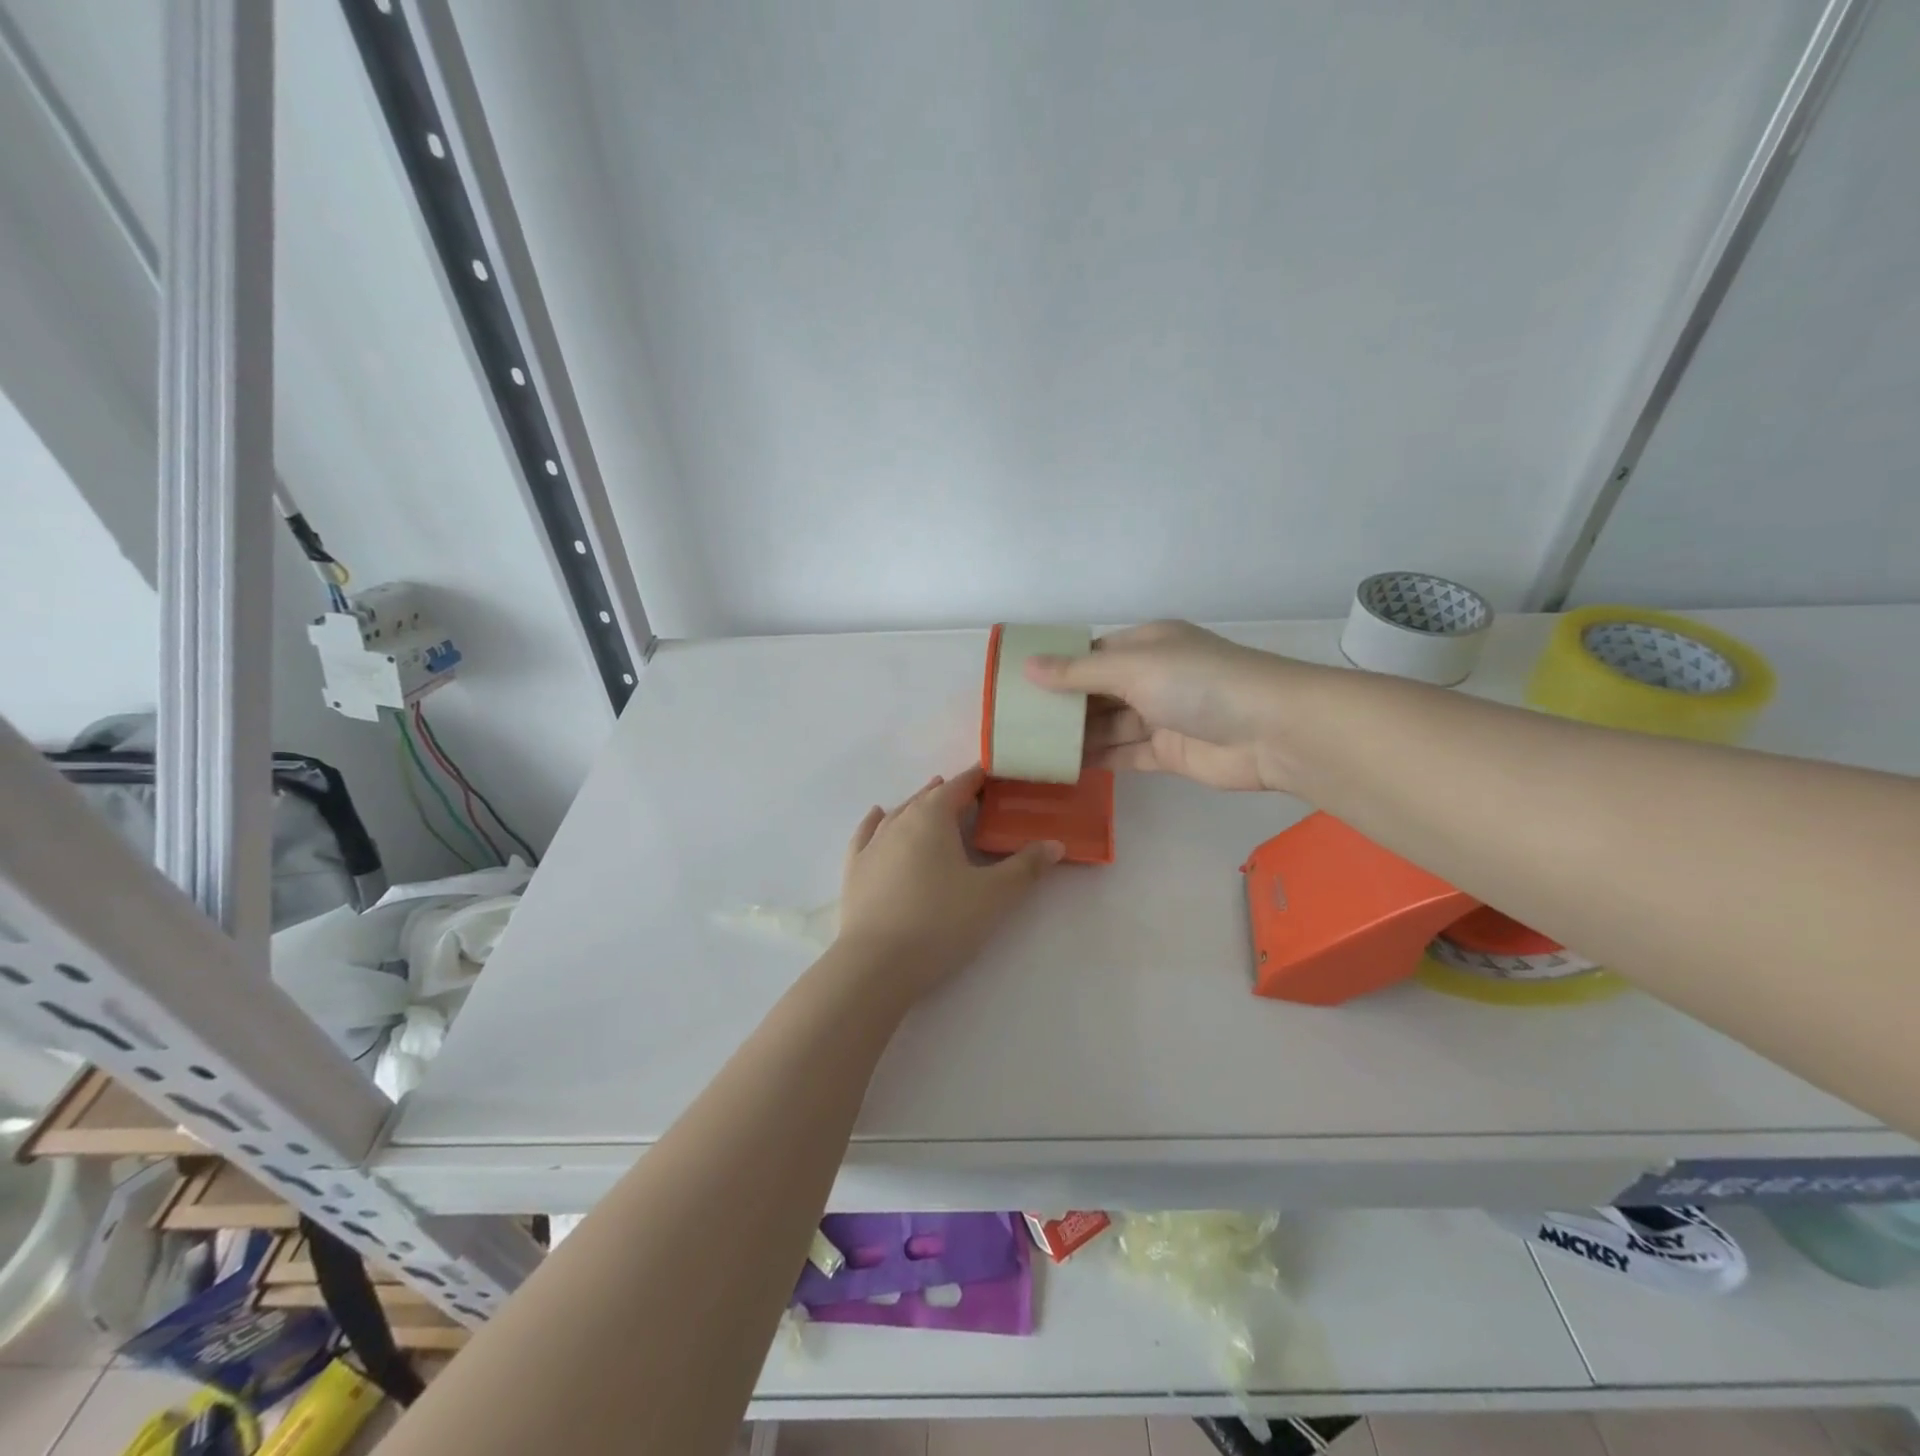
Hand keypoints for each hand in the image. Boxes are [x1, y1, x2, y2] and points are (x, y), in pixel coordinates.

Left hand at [837, 767, 1062, 1001]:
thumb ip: (1026, 867)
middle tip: (972, 797)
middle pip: (928, 797)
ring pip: (898, 813)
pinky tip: (878, 816)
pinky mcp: (854, 869)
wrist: (876, 964)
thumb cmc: (941, 922)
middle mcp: (899, 821)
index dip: (978, 778)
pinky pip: (866, 834)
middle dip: (950, 793)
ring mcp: (872, 845)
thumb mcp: (994, 896)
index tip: (995, 775)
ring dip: (918, 805)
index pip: (960, 786)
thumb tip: (1055, 844)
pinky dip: (876, 822)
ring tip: (931, 798)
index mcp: (932, 817)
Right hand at [1024, 621, 1302, 790]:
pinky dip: (1099, 760)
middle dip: (1063, 705)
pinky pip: (1125, 755)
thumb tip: (1027, 667)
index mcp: (1147, 645)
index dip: (1058, 667)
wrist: (1271, 730)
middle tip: (1018, 722)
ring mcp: (1162, 717)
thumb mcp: (1133, 668)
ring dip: (1077, 736)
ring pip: (1109, 726)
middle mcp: (1153, 677)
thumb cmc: (1198, 683)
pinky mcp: (1169, 753)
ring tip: (1032, 747)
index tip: (1019, 684)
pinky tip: (1064, 768)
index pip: (1093, 654)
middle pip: (1098, 692)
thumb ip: (1079, 673)